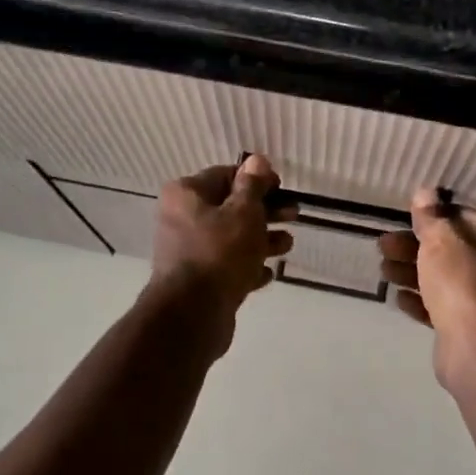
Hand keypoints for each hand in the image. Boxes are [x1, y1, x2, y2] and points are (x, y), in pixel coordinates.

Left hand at [147, 154, 296, 354]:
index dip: (256, 180)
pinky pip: (227, 267)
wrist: (193, 314)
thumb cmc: (220, 252)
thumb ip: (252, 186)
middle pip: (230, 208)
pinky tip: (268, 273)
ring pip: (231, 239)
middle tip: (294, 215)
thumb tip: (256, 160)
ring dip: (261, 240)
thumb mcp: (243, 213)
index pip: (225, 175)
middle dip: (264, 211)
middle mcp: (181, 219)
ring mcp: (188, 252)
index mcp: (186, 195)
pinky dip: (248, 267)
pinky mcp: (198, 281)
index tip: (282, 188)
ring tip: (288, 245)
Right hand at [379, 189, 475, 383]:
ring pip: (444, 279)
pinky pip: (442, 307)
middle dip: (414, 247)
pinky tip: (399, 298)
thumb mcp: (442, 238)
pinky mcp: (470, 326)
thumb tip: (426, 192)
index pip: (464, 217)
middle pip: (451, 250)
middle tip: (383, 246)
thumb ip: (431, 215)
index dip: (433, 217)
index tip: (405, 219)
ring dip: (412, 272)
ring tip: (383, 271)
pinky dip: (421, 301)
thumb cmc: (463, 279)